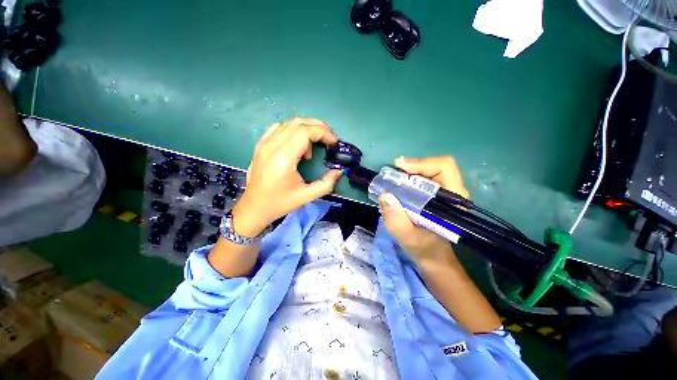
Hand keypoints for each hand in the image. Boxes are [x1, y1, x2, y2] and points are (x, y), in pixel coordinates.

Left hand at [232, 117, 341, 236]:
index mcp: (283, 158)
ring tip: (312, 147)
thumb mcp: (307, 196)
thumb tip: (339, 170)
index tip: (333, 143)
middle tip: (328, 140)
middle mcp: (271, 146)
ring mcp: (263, 144)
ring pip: (289, 123)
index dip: (324, 133)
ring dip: (306, 129)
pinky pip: (278, 128)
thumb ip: (327, 183)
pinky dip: (293, 131)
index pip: (305, 132)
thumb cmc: (280, 203)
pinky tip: (297, 144)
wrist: (254, 208)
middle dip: (318, 127)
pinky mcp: (260, 145)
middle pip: (298, 123)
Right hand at [379, 155, 468, 266]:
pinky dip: (411, 177)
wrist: (432, 256)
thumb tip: (385, 196)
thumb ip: (396, 220)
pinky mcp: (437, 195)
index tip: (400, 167)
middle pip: (436, 165)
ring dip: (411, 171)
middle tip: (394, 172)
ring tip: (394, 178)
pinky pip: (425, 177)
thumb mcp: (407, 238)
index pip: (444, 168)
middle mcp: (453, 192)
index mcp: (454, 201)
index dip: (422, 163)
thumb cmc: (424, 249)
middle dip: (413, 166)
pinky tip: (400, 184)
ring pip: (430, 169)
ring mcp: (446, 192)